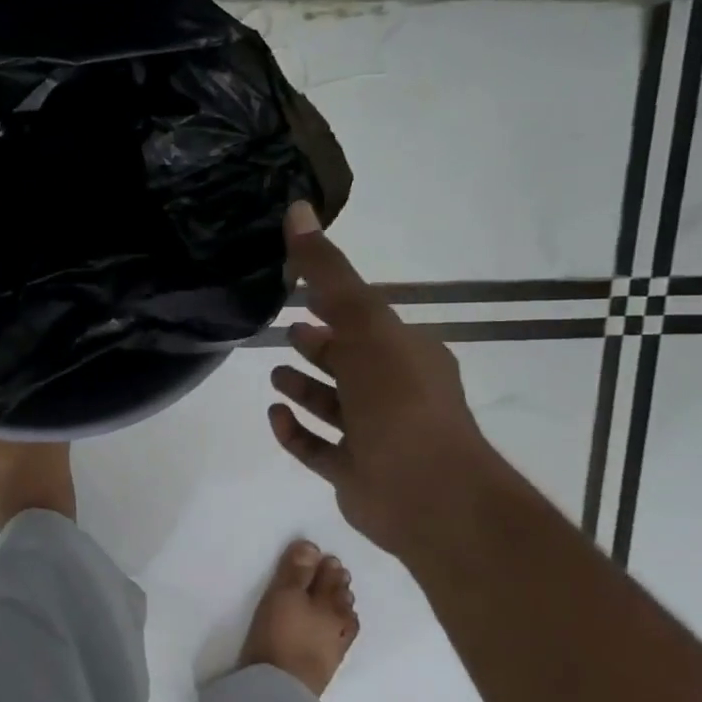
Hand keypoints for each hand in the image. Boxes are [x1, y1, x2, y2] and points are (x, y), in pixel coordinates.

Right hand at [238, 539, 358, 697]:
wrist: (282, 688)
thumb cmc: (280, 633)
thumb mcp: (283, 595)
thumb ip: (297, 570)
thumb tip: (313, 546)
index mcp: (328, 601)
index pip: (329, 577)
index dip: (326, 565)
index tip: (326, 556)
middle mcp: (338, 620)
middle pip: (339, 596)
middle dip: (337, 583)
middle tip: (335, 571)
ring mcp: (336, 644)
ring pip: (344, 617)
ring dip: (341, 602)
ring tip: (338, 595)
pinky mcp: (329, 664)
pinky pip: (341, 636)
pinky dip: (341, 625)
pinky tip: (337, 627)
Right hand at [267, 202, 496, 556]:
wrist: (428, 493)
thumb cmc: (399, 399)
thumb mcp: (363, 323)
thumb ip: (328, 272)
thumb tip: (297, 209)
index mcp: (407, 354)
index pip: (366, 322)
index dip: (335, 306)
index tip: (298, 292)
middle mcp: (394, 392)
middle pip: (350, 363)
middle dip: (320, 347)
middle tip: (286, 333)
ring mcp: (375, 436)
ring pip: (334, 406)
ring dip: (306, 389)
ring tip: (274, 375)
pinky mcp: (355, 473)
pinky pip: (319, 449)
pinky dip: (296, 432)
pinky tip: (274, 415)